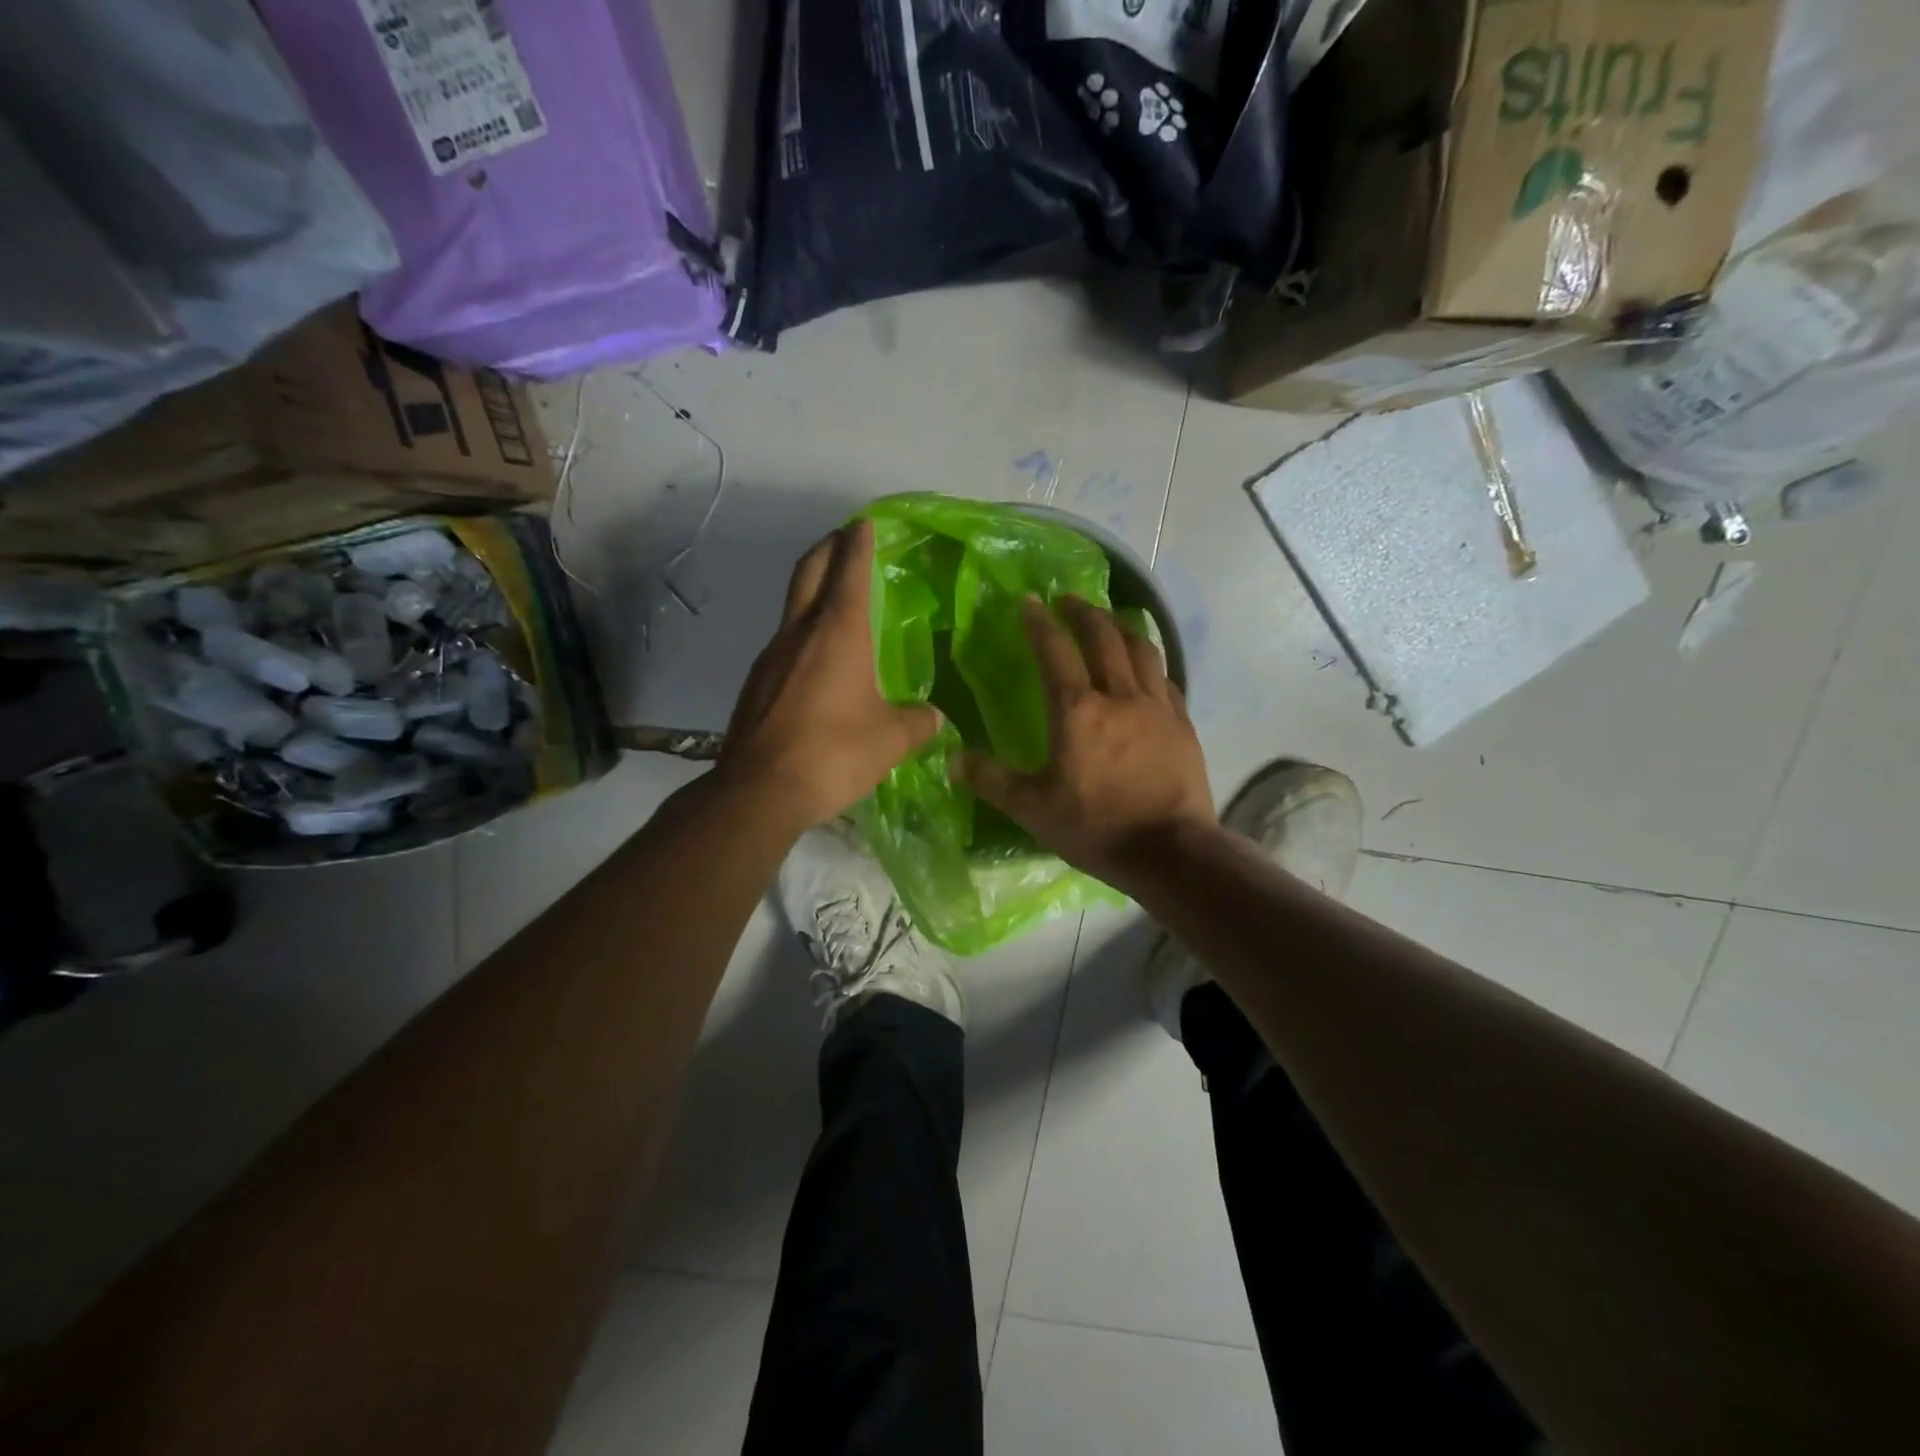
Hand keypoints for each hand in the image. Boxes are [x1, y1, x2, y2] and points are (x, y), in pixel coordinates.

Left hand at [718, 520, 943, 829]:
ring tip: (835, 601)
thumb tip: (935, 718)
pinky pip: (784, 644)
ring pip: (792, 608)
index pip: (849, 570)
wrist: (759, 791)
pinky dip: (802, 633)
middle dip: (828, 548)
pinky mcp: (756, 684)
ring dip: (812, 591)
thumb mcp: (890, 740)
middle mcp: (799, 633)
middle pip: (808, 572)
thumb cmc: (833, 753)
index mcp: (837, 632)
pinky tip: (816, 661)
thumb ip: (918, 722)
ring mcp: (771, 657)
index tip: (864, 523)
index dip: (858, 542)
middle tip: (845, 540)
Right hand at [956, 595, 1215, 891]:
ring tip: (1111, 619)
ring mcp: (1157, 707)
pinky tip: (1147, 667)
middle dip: (1084, 612)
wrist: (1169, 851)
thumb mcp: (1032, 808)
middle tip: (1070, 599)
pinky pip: (1166, 679)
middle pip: (1103, 637)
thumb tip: (953, 759)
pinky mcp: (1182, 724)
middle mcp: (1119, 695)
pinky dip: (1151, 663)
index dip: (1040, 623)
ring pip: (1142, 649)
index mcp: (1077, 710)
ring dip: (1122, 627)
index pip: (1055, 651)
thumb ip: (992, 780)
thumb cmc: (1096, 826)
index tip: (1030, 601)